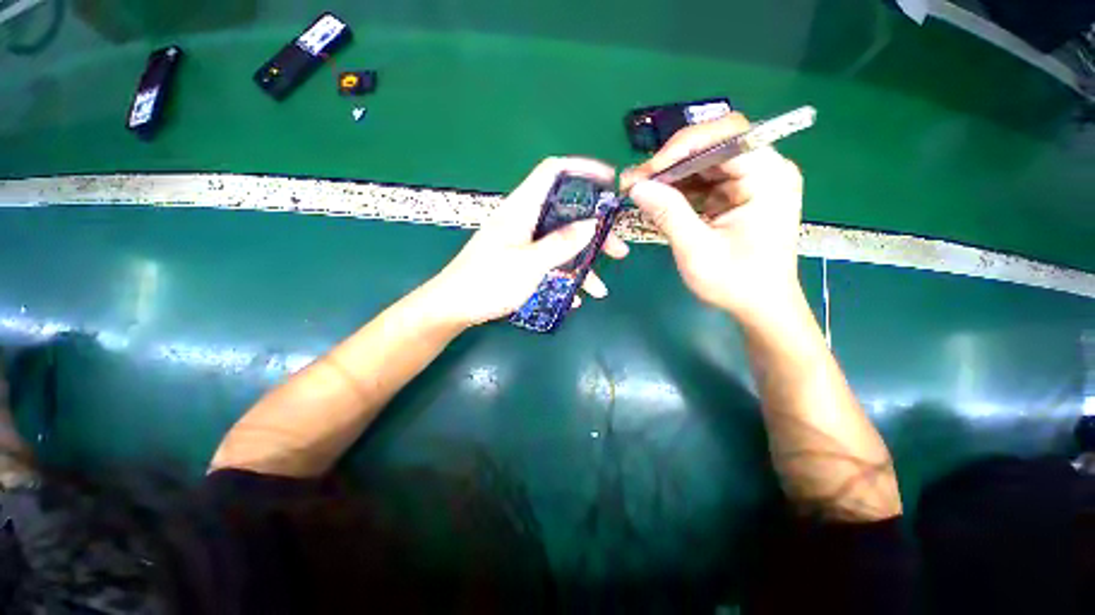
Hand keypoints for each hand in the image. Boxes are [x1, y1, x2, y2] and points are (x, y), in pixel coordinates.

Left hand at [427, 157, 629, 326]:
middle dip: (595, 232)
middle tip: (618, 251)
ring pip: (561, 244)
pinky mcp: (521, 262)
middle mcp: (524, 221)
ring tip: (599, 290)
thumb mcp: (529, 263)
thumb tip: (592, 224)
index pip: (553, 172)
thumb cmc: (488, 282)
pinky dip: (563, 278)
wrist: (453, 307)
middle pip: (566, 214)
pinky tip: (574, 299)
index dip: (582, 169)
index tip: (610, 182)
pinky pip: (549, 264)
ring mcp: (523, 243)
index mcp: (522, 209)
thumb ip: (561, 243)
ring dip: (583, 264)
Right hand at [621, 113, 803, 323]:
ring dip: (670, 176)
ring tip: (640, 191)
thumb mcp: (697, 250)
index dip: (681, 147)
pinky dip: (679, 190)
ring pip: (704, 162)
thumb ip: (667, 214)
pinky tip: (658, 201)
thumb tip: (636, 186)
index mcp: (768, 177)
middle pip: (713, 145)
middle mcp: (765, 169)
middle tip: (635, 182)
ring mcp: (752, 181)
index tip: (647, 172)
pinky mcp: (739, 194)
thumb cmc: (736, 283)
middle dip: (670, 162)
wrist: (761, 306)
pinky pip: (704, 181)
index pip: (726, 136)